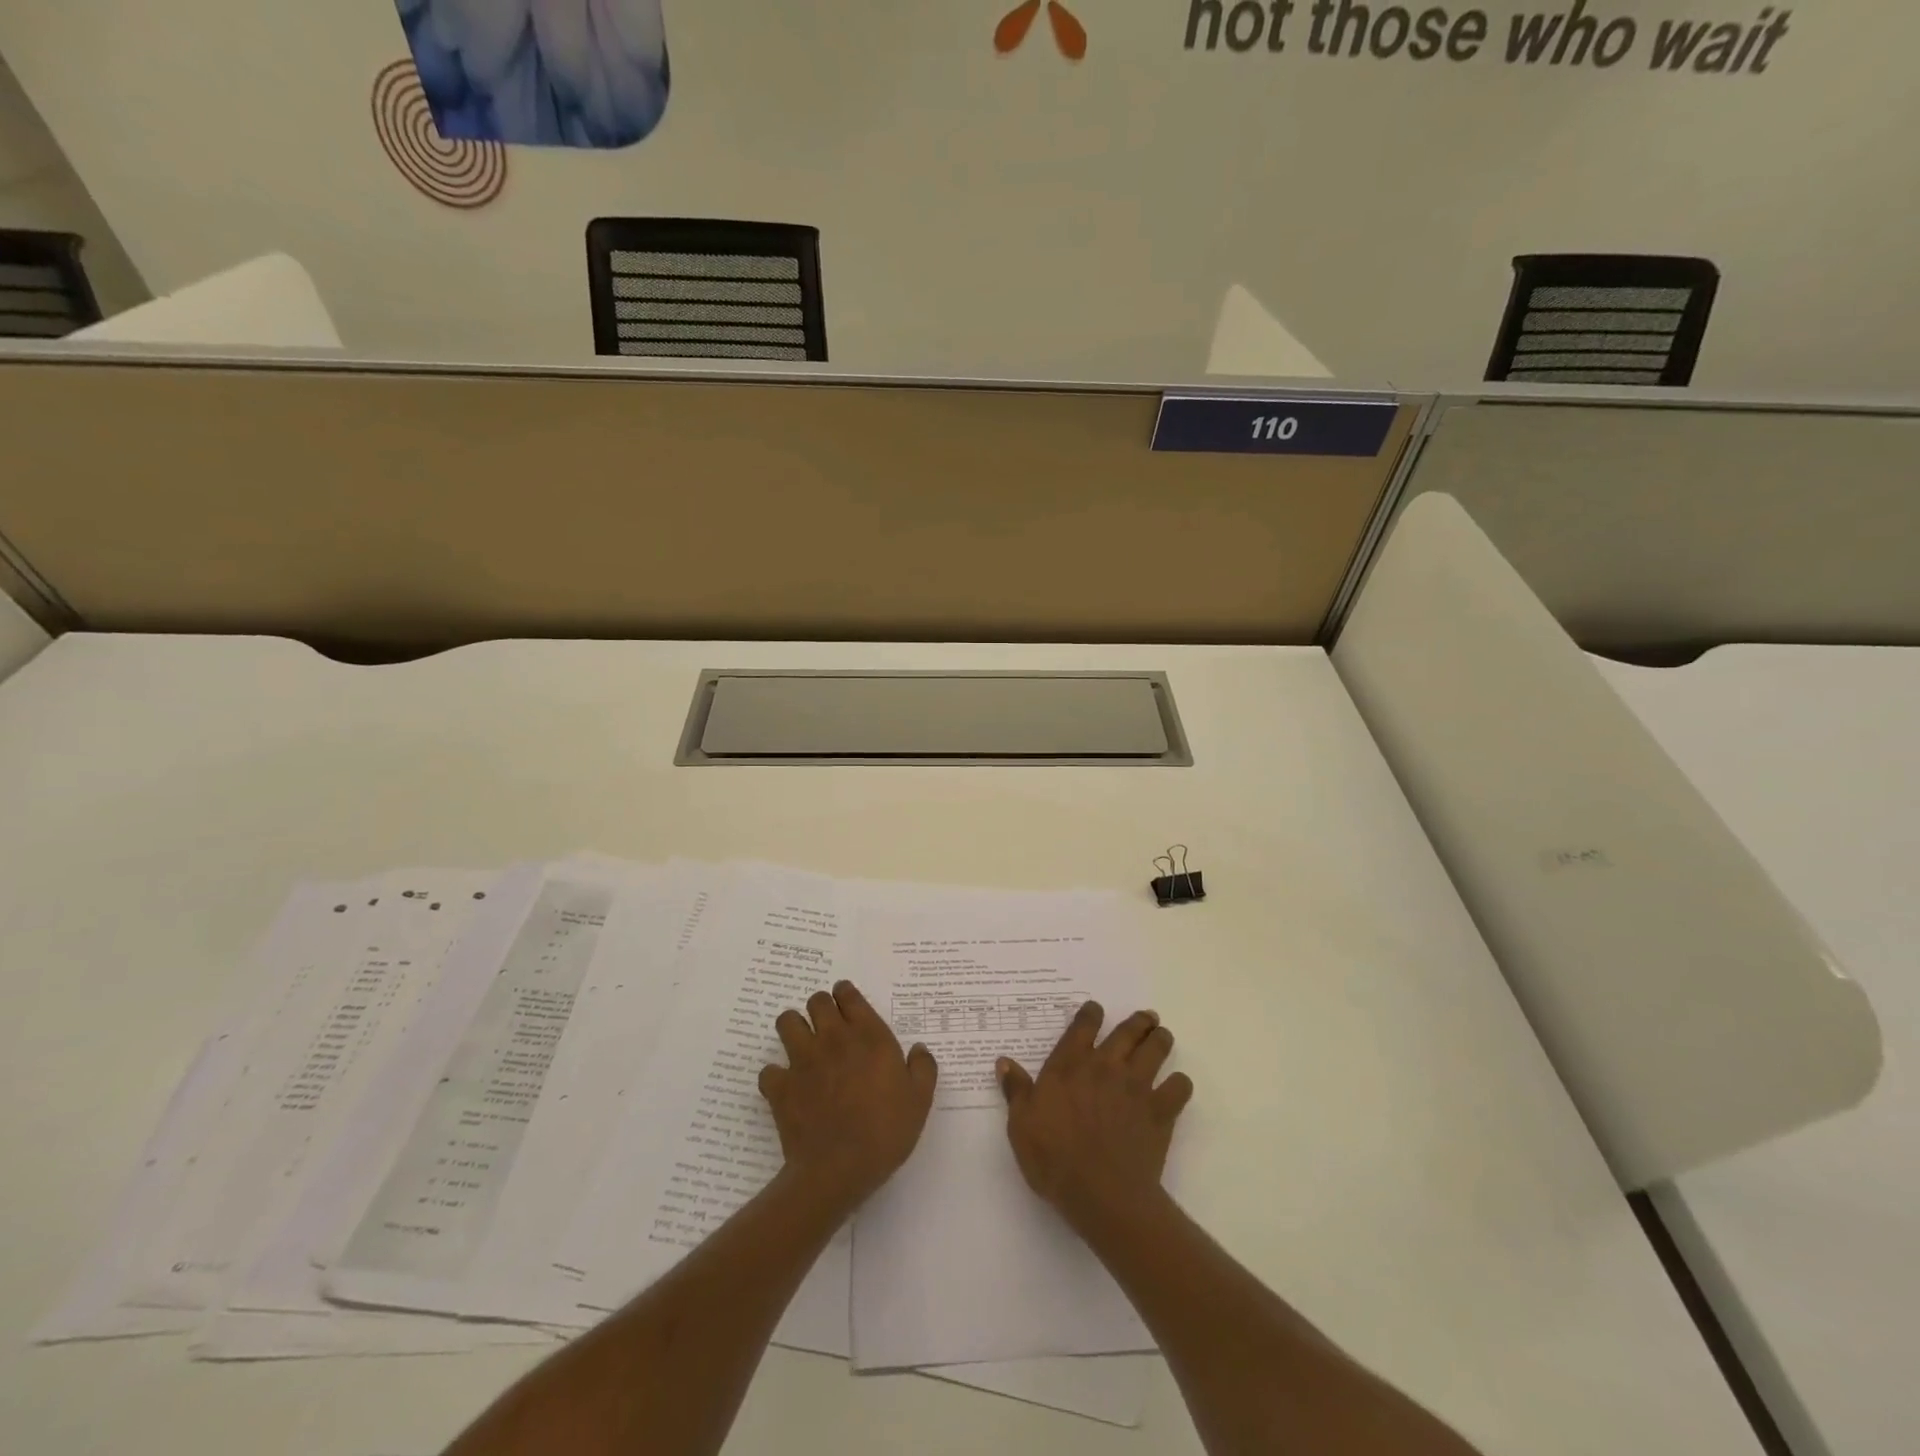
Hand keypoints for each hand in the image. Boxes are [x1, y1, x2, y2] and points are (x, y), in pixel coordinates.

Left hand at [759, 981, 937, 1210]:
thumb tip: (919, 1049)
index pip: (848, 994)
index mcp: (868, 1036)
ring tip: (803, 1047)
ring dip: (794, 1029)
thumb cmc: (885, 1132)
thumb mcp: (920, 1100)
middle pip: (816, 1001)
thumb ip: (923, 1068)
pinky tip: (787, 1088)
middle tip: (828, 1028)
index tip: (848, 1006)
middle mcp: (833, 1038)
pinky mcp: (780, 1086)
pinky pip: (768, 1070)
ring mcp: (802, 1060)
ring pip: (787, 1022)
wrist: (839, 1170)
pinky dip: (775, 1076)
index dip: (846, 995)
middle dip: (821, 1008)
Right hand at [998, 1001, 1192, 1233]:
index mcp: (1070, 1065)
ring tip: (1162, 1037)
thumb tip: (1004, 1061)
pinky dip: (1179, 1084)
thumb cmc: (1053, 1158)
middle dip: (1138, 1021)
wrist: (1101, 1194)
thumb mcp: (1021, 1124)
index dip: (1091, 1013)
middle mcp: (1106, 1066)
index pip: (1084, 1025)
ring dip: (1160, 1040)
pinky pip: (1179, 1087)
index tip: (1096, 1009)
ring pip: (1156, 1049)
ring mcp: (1136, 1086)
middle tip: (1146, 1017)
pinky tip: (1176, 1087)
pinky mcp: (1160, 1111)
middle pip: (1128, 1031)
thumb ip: (1015, 1090)